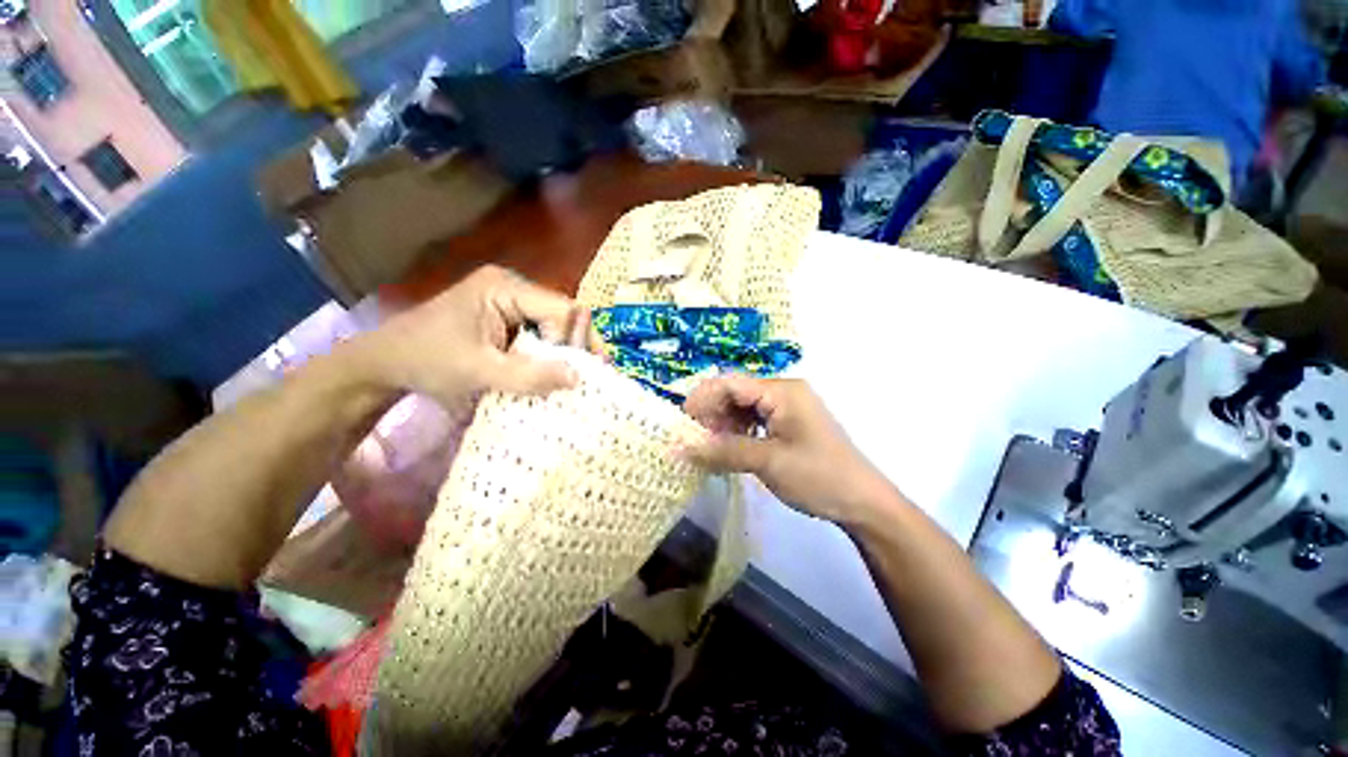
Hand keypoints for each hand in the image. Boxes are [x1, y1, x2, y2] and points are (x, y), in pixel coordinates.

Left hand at [353, 266, 593, 415]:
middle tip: (584, 378)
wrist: (384, 363)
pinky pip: (538, 335)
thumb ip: (529, 376)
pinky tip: (548, 374)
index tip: (574, 374)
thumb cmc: (426, 360)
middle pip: (562, 315)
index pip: (560, 309)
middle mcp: (512, 287)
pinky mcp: (505, 318)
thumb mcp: (479, 370)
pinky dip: (546, 356)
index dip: (572, 340)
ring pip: (553, 327)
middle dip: (574, 347)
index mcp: (505, 287)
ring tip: (570, 380)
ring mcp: (509, 302)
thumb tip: (579, 378)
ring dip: (562, 354)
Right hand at [681, 376, 893, 522]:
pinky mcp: (789, 424)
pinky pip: (755, 420)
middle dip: (712, 414)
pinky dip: (738, 432)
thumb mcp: (767, 462)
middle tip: (694, 440)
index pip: (731, 383)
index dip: (702, 398)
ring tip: (710, 447)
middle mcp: (783, 392)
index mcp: (782, 391)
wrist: (863, 502)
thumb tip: (681, 449)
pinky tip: (730, 449)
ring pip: (743, 407)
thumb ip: (723, 451)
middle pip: (736, 393)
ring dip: (723, 425)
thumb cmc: (818, 476)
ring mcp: (787, 408)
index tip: (682, 422)